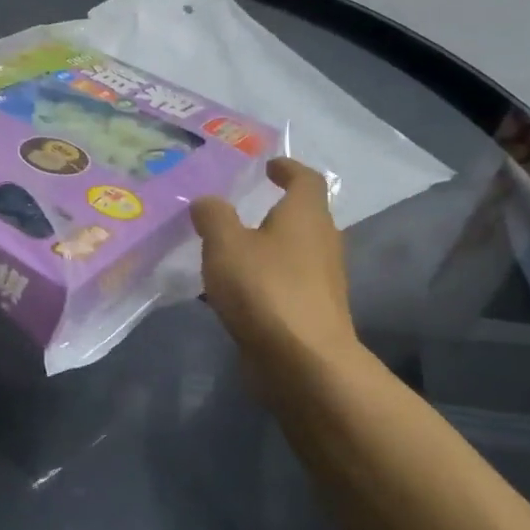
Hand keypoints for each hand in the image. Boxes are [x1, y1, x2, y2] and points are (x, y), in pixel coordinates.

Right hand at [190, 159, 359, 363]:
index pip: (306, 180)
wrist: (302, 362)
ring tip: (224, 250)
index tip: (268, 166)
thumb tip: (208, 202)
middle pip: (302, 217)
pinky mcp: (309, 313)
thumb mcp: (225, 244)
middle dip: (273, 210)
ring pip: (290, 253)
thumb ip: (213, 217)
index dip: (288, 168)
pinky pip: (281, 285)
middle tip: (237, 207)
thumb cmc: (266, 289)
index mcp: (306, 217)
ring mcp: (319, 282)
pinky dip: (259, 280)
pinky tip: (229, 291)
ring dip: (263, 248)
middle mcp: (321, 243)